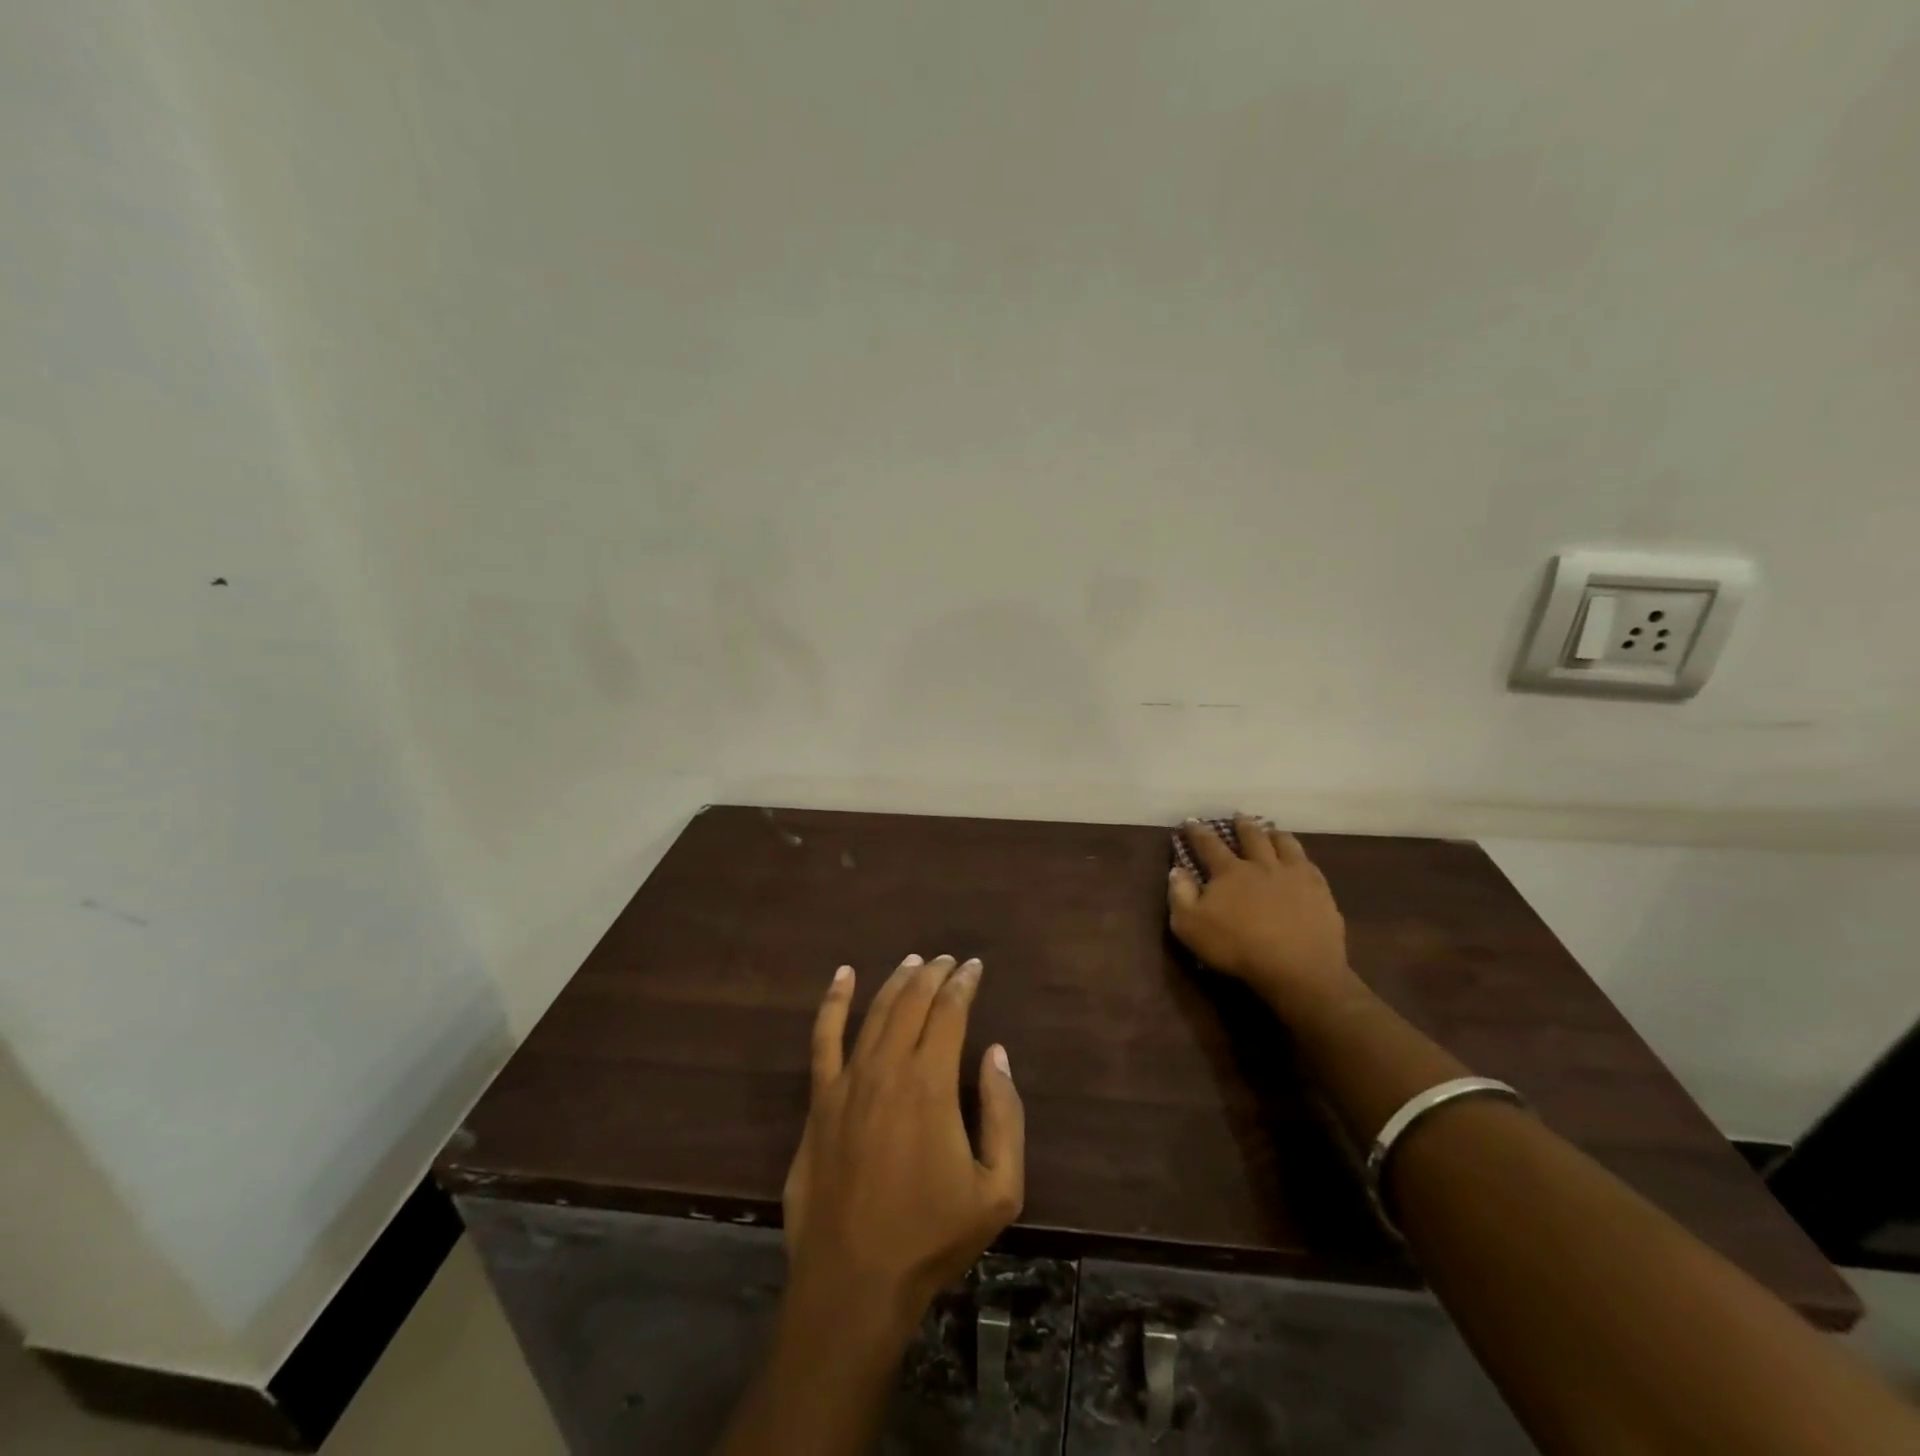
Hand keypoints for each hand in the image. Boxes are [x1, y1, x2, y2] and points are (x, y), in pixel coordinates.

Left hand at [781, 954, 1025, 1344]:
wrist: (854, 1282)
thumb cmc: (931, 1238)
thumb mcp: (998, 1190)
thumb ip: (1004, 1115)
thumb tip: (995, 1053)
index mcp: (931, 1084)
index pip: (950, 1012)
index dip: (964, 984)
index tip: (974, 967)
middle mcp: (888, 1067)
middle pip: (912, 1002)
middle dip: (934, 974)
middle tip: (949, 960)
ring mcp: (848, 1081)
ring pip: (875, 1012)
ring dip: (897, 981)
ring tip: (914, 962)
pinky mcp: (820, 1100)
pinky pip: (823, 1038)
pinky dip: (833, 1001)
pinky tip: (843, 976)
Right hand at [1168, 816, 1359, 1015]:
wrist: (1297, 968)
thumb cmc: (1237, 947)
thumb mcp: (1190, 926)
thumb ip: (1180, 895)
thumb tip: (1177, 870)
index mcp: (1229, 871)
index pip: (1209, 844)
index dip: (1198, 832)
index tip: (1192, 822)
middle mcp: (1262, 865)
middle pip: (1252, 836)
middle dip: (1242, 825)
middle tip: (1239, 816)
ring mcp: (1294, 876)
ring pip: (1285, 844)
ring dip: (1275, 834)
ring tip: (1272, 830)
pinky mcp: (1320, 891)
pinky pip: (1310, 864)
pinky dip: (1302, 857)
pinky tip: (1302, 860)